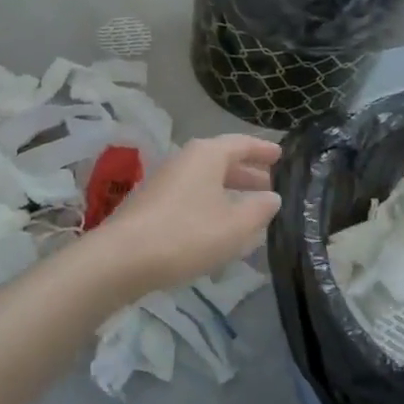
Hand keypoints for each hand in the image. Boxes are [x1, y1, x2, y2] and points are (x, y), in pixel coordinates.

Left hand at [85, 135, 281, 301]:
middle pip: (221, 161)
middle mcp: (184, 160)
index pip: (241, 143)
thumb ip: (259, 209)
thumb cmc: (186, 235)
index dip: (263, 150)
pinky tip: (218, 228)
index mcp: (206, 155)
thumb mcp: (235, 226)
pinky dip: (210, 206)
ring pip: (205, 182)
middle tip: (270, 187)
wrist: (121, 259)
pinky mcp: (151, 206)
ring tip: (249, 210)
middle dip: (247, 174)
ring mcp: (163, 182)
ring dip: (228, 192)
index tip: (282, 155)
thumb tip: (272, 197)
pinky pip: (190, 198)